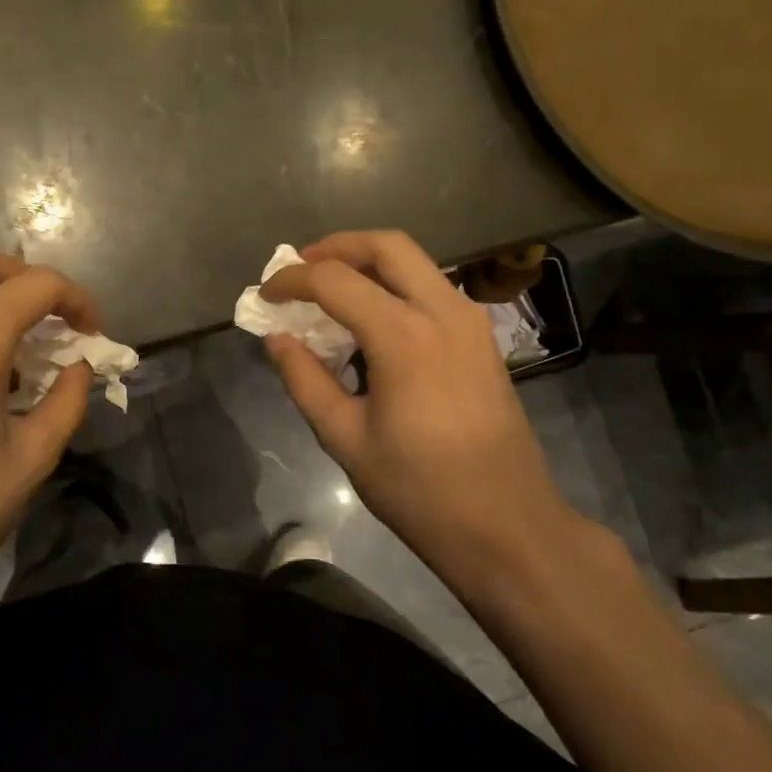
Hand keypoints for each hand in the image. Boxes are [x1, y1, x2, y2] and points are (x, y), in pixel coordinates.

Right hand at [262, 231, 575, 584]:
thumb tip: (277, 338)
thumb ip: (305, 380)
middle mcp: (442, 312)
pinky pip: (433, 289)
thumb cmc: (419, 489)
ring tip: (332, 288)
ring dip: (369, 262)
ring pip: (416, 262)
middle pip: (386, 245)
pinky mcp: (482, 340)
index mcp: (403, 335)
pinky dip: (396, 285)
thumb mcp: (345, 438)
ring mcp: (470, 322)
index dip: (291, 281)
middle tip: (301, 266)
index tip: (264, 296)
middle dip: (337, 246)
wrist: (507, 526)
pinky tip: (373, 319)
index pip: (334, 281)